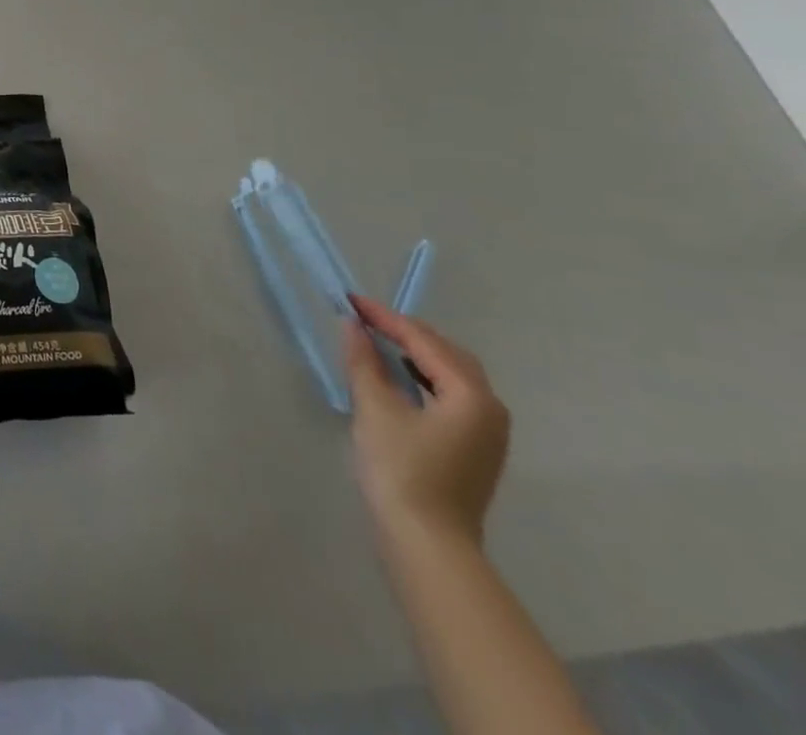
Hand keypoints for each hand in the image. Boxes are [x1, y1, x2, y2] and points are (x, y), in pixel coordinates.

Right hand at [343, 295, 509, 549]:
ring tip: (378, 341)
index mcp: (471, 395)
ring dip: (416, 354)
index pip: (424, 342)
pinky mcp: (475, 448)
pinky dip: (424, 377)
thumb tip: (352, 324)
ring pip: (452, 375)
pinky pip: (452, 395)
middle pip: (447, 354)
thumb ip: (363, 361)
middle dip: (406, 332)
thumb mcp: (374, 408)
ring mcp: (488, 432)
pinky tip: (398, 378)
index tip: (351, 300)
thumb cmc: (400, 469)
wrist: (427, 542)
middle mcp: (491, 409)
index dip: (386, 318)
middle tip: (365, 318)